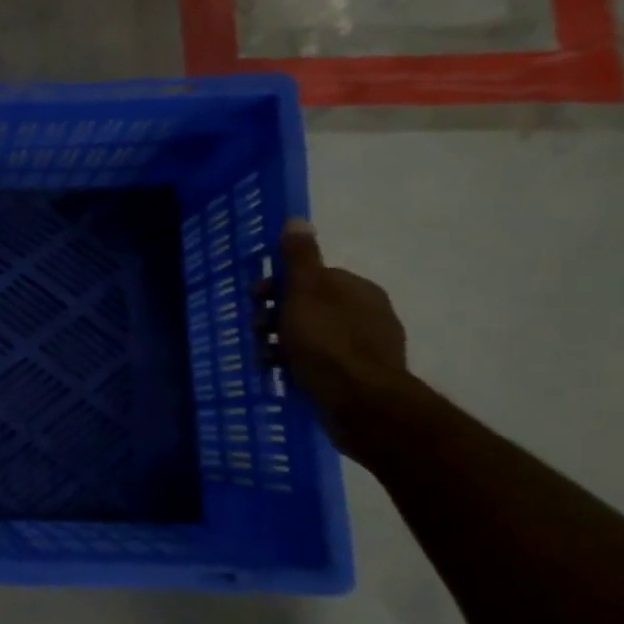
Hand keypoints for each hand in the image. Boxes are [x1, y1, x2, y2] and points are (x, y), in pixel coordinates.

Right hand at [270, 219, 409, 456]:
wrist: (361, 403)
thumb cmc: (327, 342)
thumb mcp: (304, 293)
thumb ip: (300, 258)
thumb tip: (297, 220)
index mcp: (358, 289)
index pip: (312, 277)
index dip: (278, 286)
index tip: (255, 299)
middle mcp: (368, 314)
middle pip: (310, 307)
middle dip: (277, 317)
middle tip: (256, 332)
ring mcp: (367, 348)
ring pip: (312, 336)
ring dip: (282, 344)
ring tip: (265, 359)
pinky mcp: (360, 378)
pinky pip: (320, 363)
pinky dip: (298, 365)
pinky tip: (282, 375)